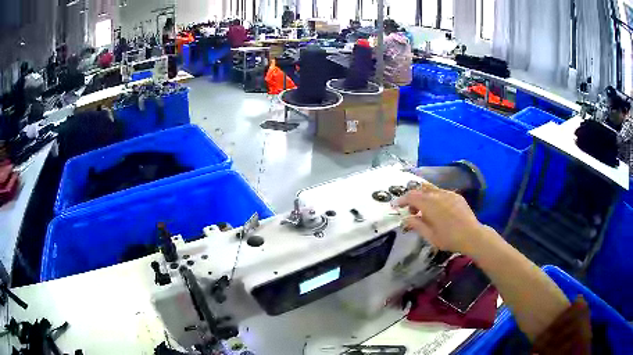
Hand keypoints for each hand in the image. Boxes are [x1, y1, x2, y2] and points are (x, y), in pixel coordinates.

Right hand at [397, 183, 485, 254]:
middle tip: (412, 211)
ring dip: (424, 197)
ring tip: (425, 211)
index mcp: (429, 204)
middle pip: (420, 190)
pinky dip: (435, 198)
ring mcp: (449, 194)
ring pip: (431, 190)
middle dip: (413, 198)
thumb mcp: (429, 235)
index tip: (396, 205)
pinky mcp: (456, 196)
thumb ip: (416, 225)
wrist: (472, 235)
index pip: (411, 196)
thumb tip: (406, 219)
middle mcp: (438, 194)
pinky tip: (439, 210)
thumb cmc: (449, 238)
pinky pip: (442, 193)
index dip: (402, 200)